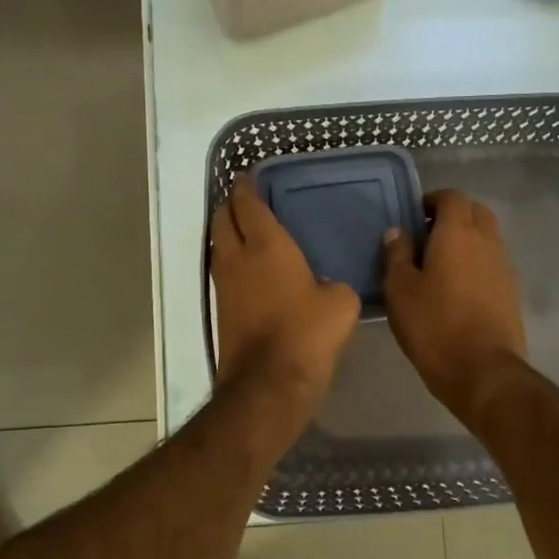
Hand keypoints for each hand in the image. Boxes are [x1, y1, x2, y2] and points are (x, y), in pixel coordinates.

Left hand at [210, 174, 360, 415]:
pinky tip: (248, 271)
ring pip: (218, 246)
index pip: (248, 204)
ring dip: (226, 233)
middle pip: (222, 219)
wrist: (269, 382)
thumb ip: (333, 285)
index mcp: (267, 245)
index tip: (248, 176)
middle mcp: (238, 258)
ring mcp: (224, 285)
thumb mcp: (340, 303)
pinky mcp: (221, 310)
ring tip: (244, 231)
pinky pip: (222, 273)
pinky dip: (231, 262)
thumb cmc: (308, 332)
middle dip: (229, 205)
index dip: (246, 187)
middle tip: (244, 200)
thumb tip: (325, 287)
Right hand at [383, 190, 526, 424]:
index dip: (432, 201)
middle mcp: (487, 242)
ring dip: (466, 241)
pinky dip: (476, 264)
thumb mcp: (401, 290)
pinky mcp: (511, 292)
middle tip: (426, 238)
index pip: (452, 197)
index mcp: (458, 234)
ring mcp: (504, 267)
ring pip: (487, 237)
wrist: (482, 371)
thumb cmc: (434, 326)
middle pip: (475, 212)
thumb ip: (397, 255)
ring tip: (438, 266)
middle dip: (452, 216)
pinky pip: (492, 263)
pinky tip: (456, 290)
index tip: (413, 217)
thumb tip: (398, 232)